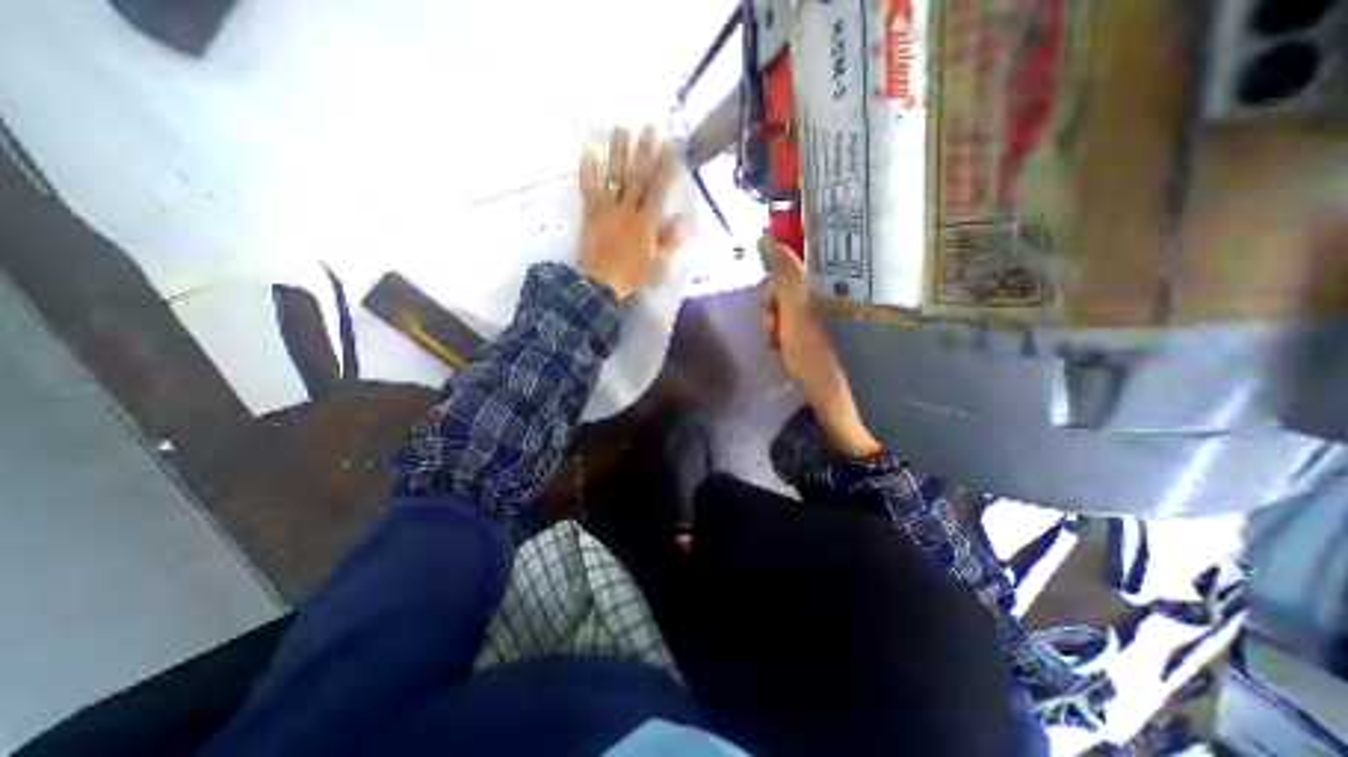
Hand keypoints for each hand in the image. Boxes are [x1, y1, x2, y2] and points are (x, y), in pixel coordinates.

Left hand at [574, 124, 688, 298]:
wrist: (599, 283)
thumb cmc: (630, 275)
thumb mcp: (655, 262)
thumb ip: (668, 240)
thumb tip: (683, 220)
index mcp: (645, 221)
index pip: (658, 189)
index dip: (665, 167)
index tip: (670, 146)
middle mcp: (627, 209)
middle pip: (637, 177)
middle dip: (644, 152)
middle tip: (648, 127)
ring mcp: (606, 210)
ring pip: (613, 177)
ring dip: (617, 153)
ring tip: (620, 130)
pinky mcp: (589, 215)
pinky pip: (588, 192)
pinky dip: (587, 174)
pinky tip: (587, 155)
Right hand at [758, 239, 886, 456]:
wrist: (846, 404)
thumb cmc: (821, 356)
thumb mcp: (797, 312)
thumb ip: (783, 274)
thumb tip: (766, 237)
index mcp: (829, 286)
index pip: (789, 270)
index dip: (773, 290)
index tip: (771, 311)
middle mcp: (832, 296)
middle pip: (788, 293)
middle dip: (774, 316)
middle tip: (776, 337)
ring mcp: (832, 319)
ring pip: (791, 314)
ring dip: (778, 333)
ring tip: (784, 355)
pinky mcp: (831, 338)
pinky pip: (798, 331)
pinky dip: (789, 344)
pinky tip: (790, 360)